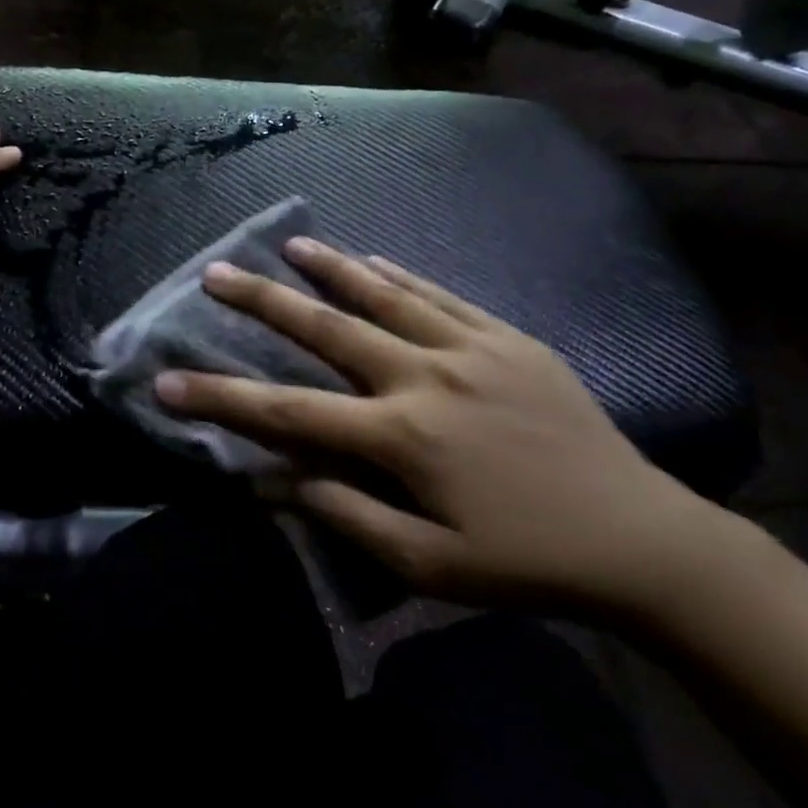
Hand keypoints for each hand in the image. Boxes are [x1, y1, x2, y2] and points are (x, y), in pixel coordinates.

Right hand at [153, 239, 725, 612]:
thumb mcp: (427, 563)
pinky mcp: (510, 339)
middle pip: (327, 330)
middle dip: (263, 302)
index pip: (288, 413)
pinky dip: (400, 275)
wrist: (641, 538)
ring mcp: (472, 348)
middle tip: (216, 273)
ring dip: (330, 268)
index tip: (167, 381)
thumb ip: (343, 512)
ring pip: (384, 295)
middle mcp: (426, 376)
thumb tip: (269, 480)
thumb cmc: (526, 562)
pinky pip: (442, 295)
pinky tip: (371, 257)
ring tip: (288, 244)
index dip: (221, 398)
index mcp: (402, 436)